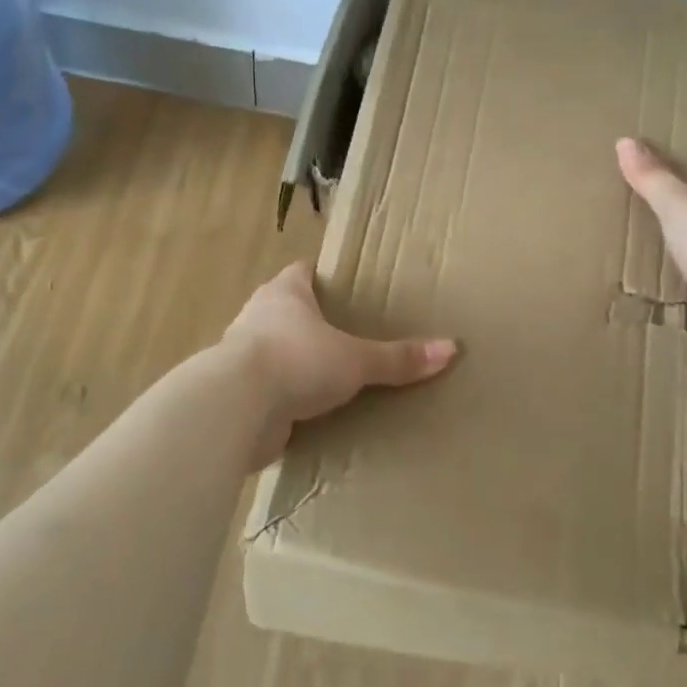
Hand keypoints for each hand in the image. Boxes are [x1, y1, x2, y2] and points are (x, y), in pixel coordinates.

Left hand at [221, 261, 456, 470]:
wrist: (235, 408)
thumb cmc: (296, 361)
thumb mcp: (355, 360)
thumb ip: (398, 358)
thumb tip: (451, 349)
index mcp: (283, 294)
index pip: (302, 272)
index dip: (321, 277)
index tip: (345, 286)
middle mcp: (258, 317)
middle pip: (286, 311)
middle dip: (311, 322)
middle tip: (347, 335)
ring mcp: (242, 356)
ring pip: (274, 351)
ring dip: (295, 362)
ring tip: (330, 377)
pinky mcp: (238, 394)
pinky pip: (268, 391)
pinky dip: (284, 398)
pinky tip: (306, 413)